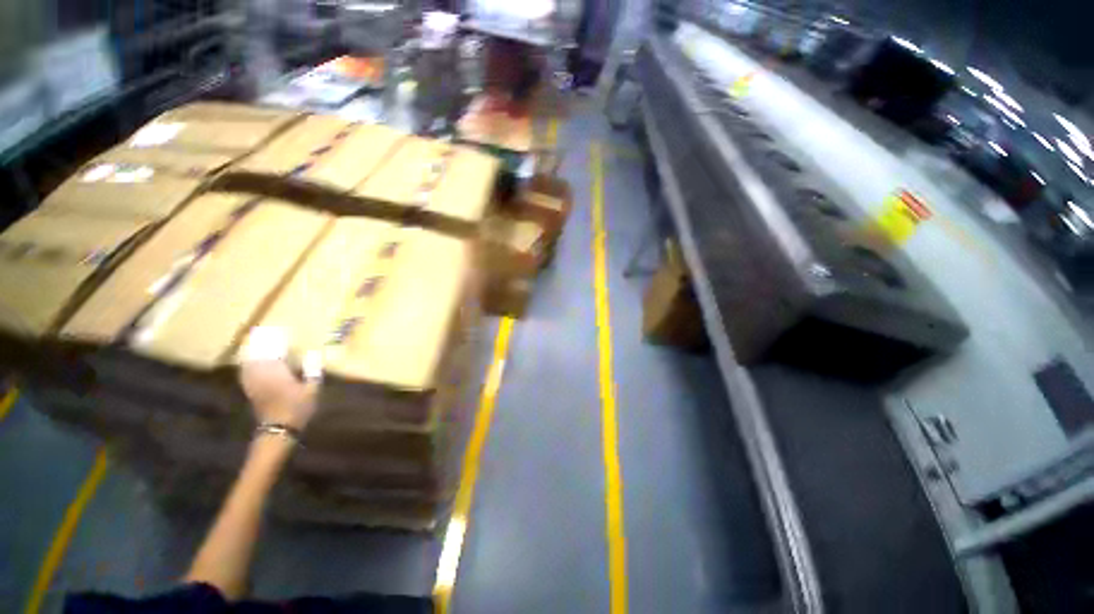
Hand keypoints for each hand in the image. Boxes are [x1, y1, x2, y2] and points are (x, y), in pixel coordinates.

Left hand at [239, 327, 321, 430]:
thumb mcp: (312, 389)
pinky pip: (246, 372)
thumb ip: (312, 370)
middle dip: (261, 343)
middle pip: (258, 354)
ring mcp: (254, 382)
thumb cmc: (299, 408)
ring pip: (249, 362)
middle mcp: (263, 375)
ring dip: (251, 351)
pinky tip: (249, 361)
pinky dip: (247, 363)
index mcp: (279, 373)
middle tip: (264, 332)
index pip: (273, 351)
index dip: (275, 340)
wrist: (279, 428)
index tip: (279, 330)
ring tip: (256, 343)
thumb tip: (314, 353)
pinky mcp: (250, 389)